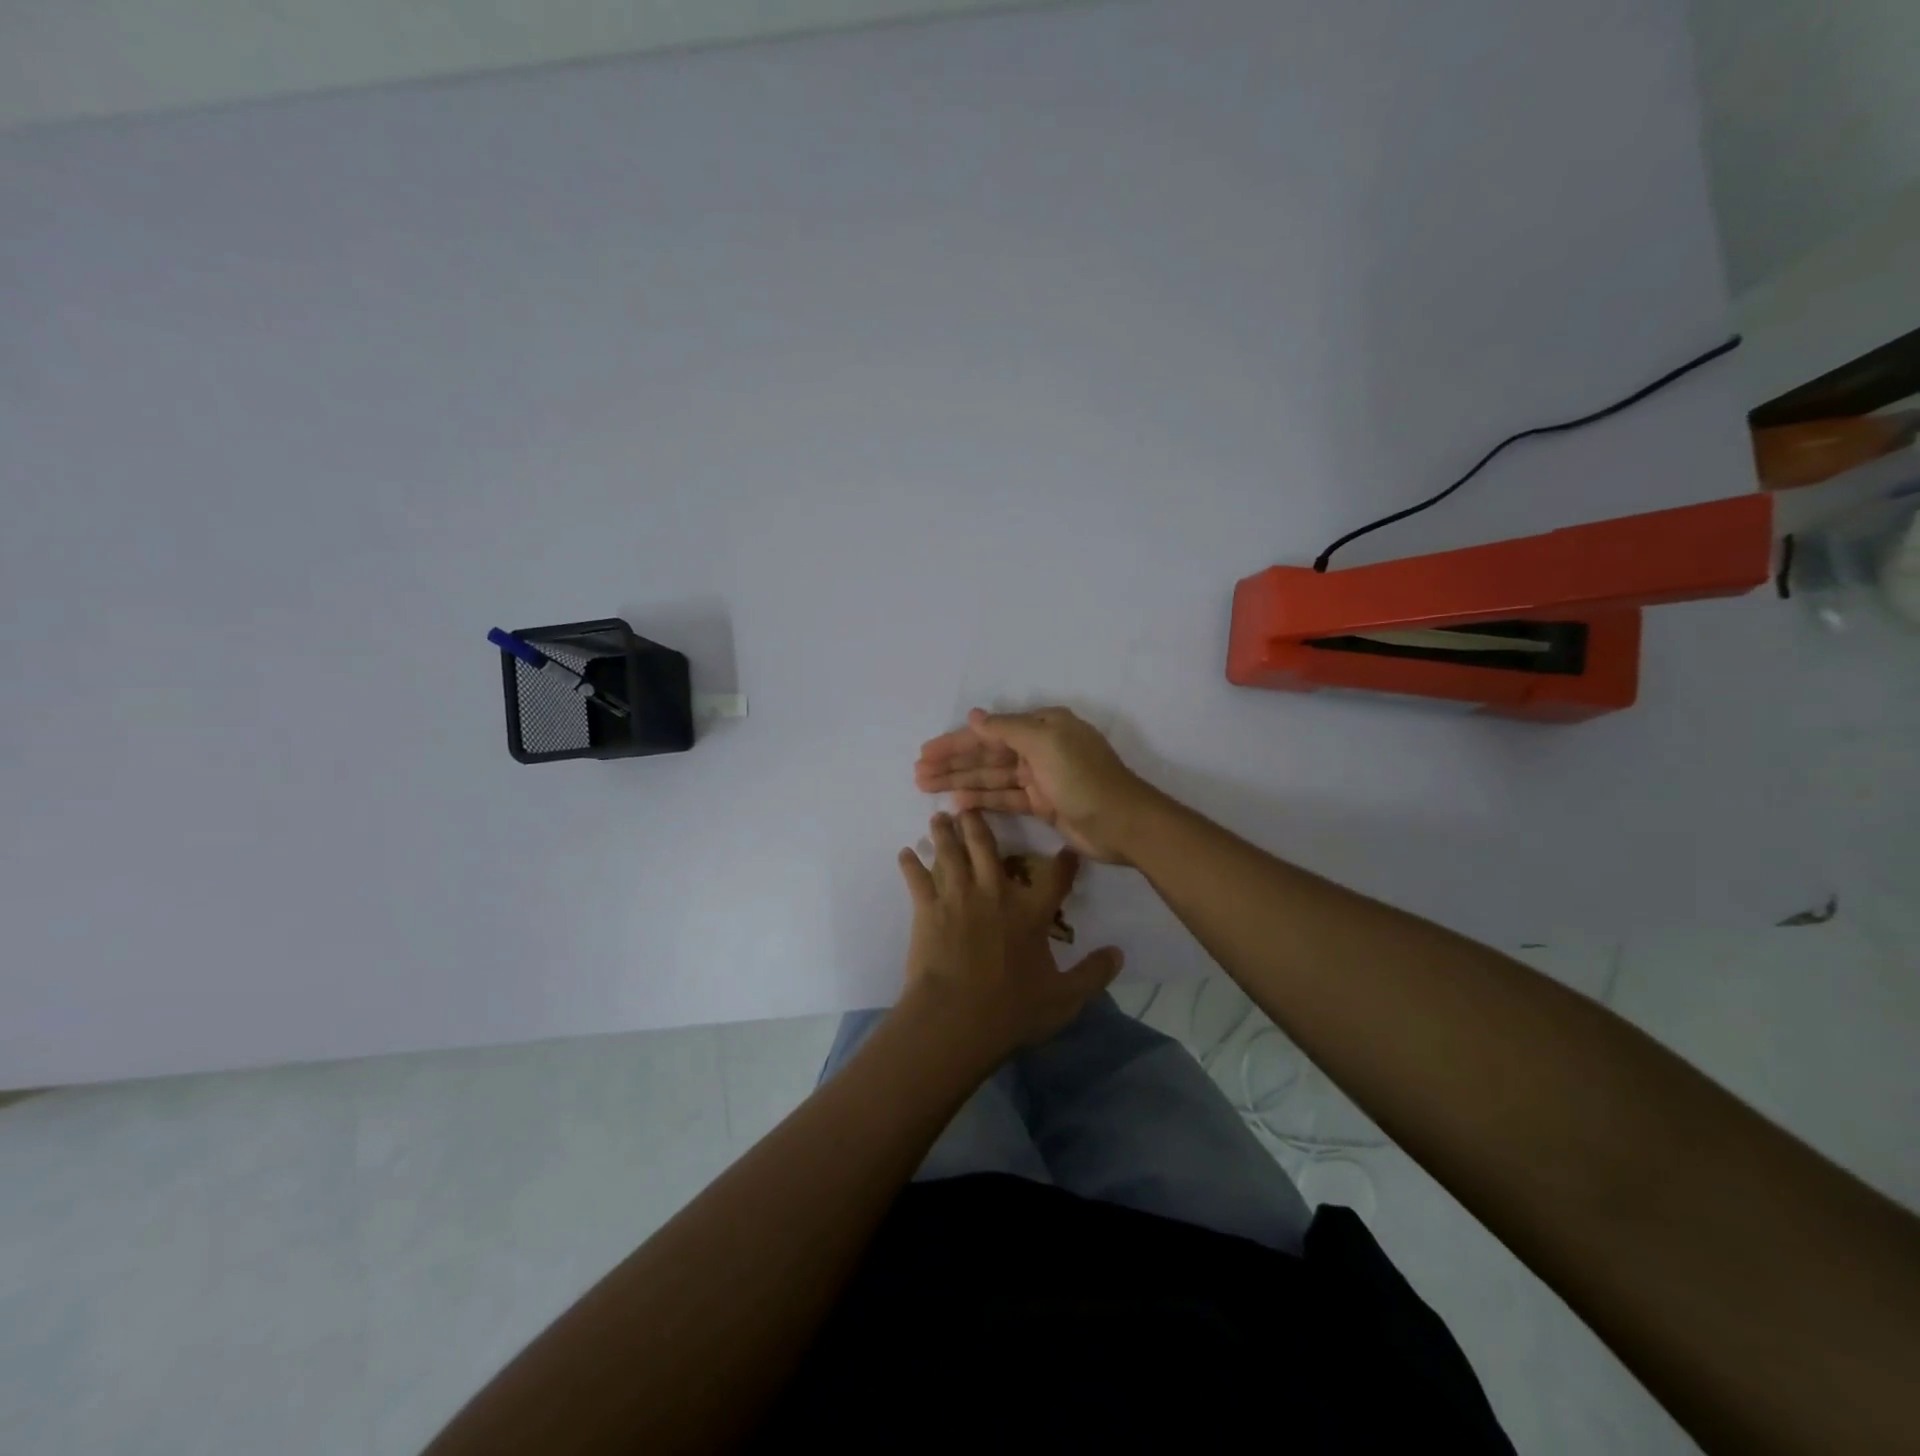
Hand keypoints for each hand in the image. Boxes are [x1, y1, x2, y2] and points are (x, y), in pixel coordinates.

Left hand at [897, 810, 1122, 1056]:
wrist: (956, 1018)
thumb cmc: (1011, 1010)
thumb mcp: (1064, 998)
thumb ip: (1092, 974)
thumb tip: (1118, 954)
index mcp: (1030, 913)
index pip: (1054, 879)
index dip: (1064, 863)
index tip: (1067, 850)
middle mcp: (994, 894)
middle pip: (987, 847)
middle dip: (980, 823)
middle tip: (970, 805)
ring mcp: (958, 898)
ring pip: (951, 854)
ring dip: (945, 834)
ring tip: (939, 817)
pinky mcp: (928, 910)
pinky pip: (917, 880)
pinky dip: (910, 864)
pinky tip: (905, 853)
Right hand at [914, 707, 1159, 864]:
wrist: (1122, 823)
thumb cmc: (1083, 777)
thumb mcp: (1045, 743)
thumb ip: (1006, 729)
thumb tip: (974, 715)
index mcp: (1043, 726)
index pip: (990, 731)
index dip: (956, 741)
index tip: (926, 751)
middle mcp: (1040, 748)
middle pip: (988, 754)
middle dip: (953, 763)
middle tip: (918, 773)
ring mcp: (1041, 778)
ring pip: (992, 777)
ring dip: (960, 781)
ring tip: (926, 787)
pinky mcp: (1043, 804)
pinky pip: (1005, 798)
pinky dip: (982, 800)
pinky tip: (956, 804)